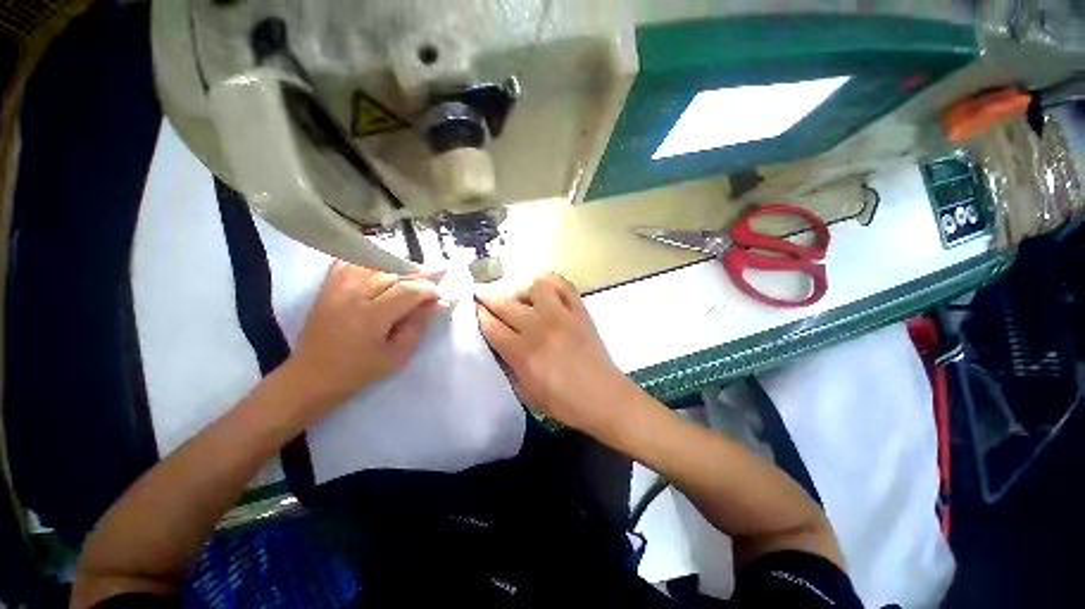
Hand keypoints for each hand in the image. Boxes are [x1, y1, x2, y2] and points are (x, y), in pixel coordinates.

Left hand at [284, 260, 440, 413]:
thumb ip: (417, 326)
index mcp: (371, 317)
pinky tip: (383, 263)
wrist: (310, 376)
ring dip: (398, 264)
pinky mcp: (327, 286)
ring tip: (415, 270)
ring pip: (374, 262)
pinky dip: (369, 258)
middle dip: (419, 273)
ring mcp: (337, 287)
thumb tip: (435, 304)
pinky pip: (350, 261)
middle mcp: (353, 295)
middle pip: (393, 272)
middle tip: (437, 275)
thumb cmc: (358, 371)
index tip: (439, 296)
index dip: (428, 289)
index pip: (408, 290)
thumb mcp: (396, 356)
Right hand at [477, 272, 632, 434]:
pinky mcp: (579, 309)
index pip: (491, 325)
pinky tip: (540, 287)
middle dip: (487, 296)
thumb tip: (494, 343)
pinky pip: (562, 284)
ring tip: (514, 293)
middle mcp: (540, 327)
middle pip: (505, 302)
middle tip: (481, 295)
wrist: (604, 397)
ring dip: (518, 286)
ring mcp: (562, 315)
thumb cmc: (563, 402)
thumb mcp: (525, 393)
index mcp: (523, 353)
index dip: (477, 315)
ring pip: (533, 285)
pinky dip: (547, 281)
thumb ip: (506, 365)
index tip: (472, 309)